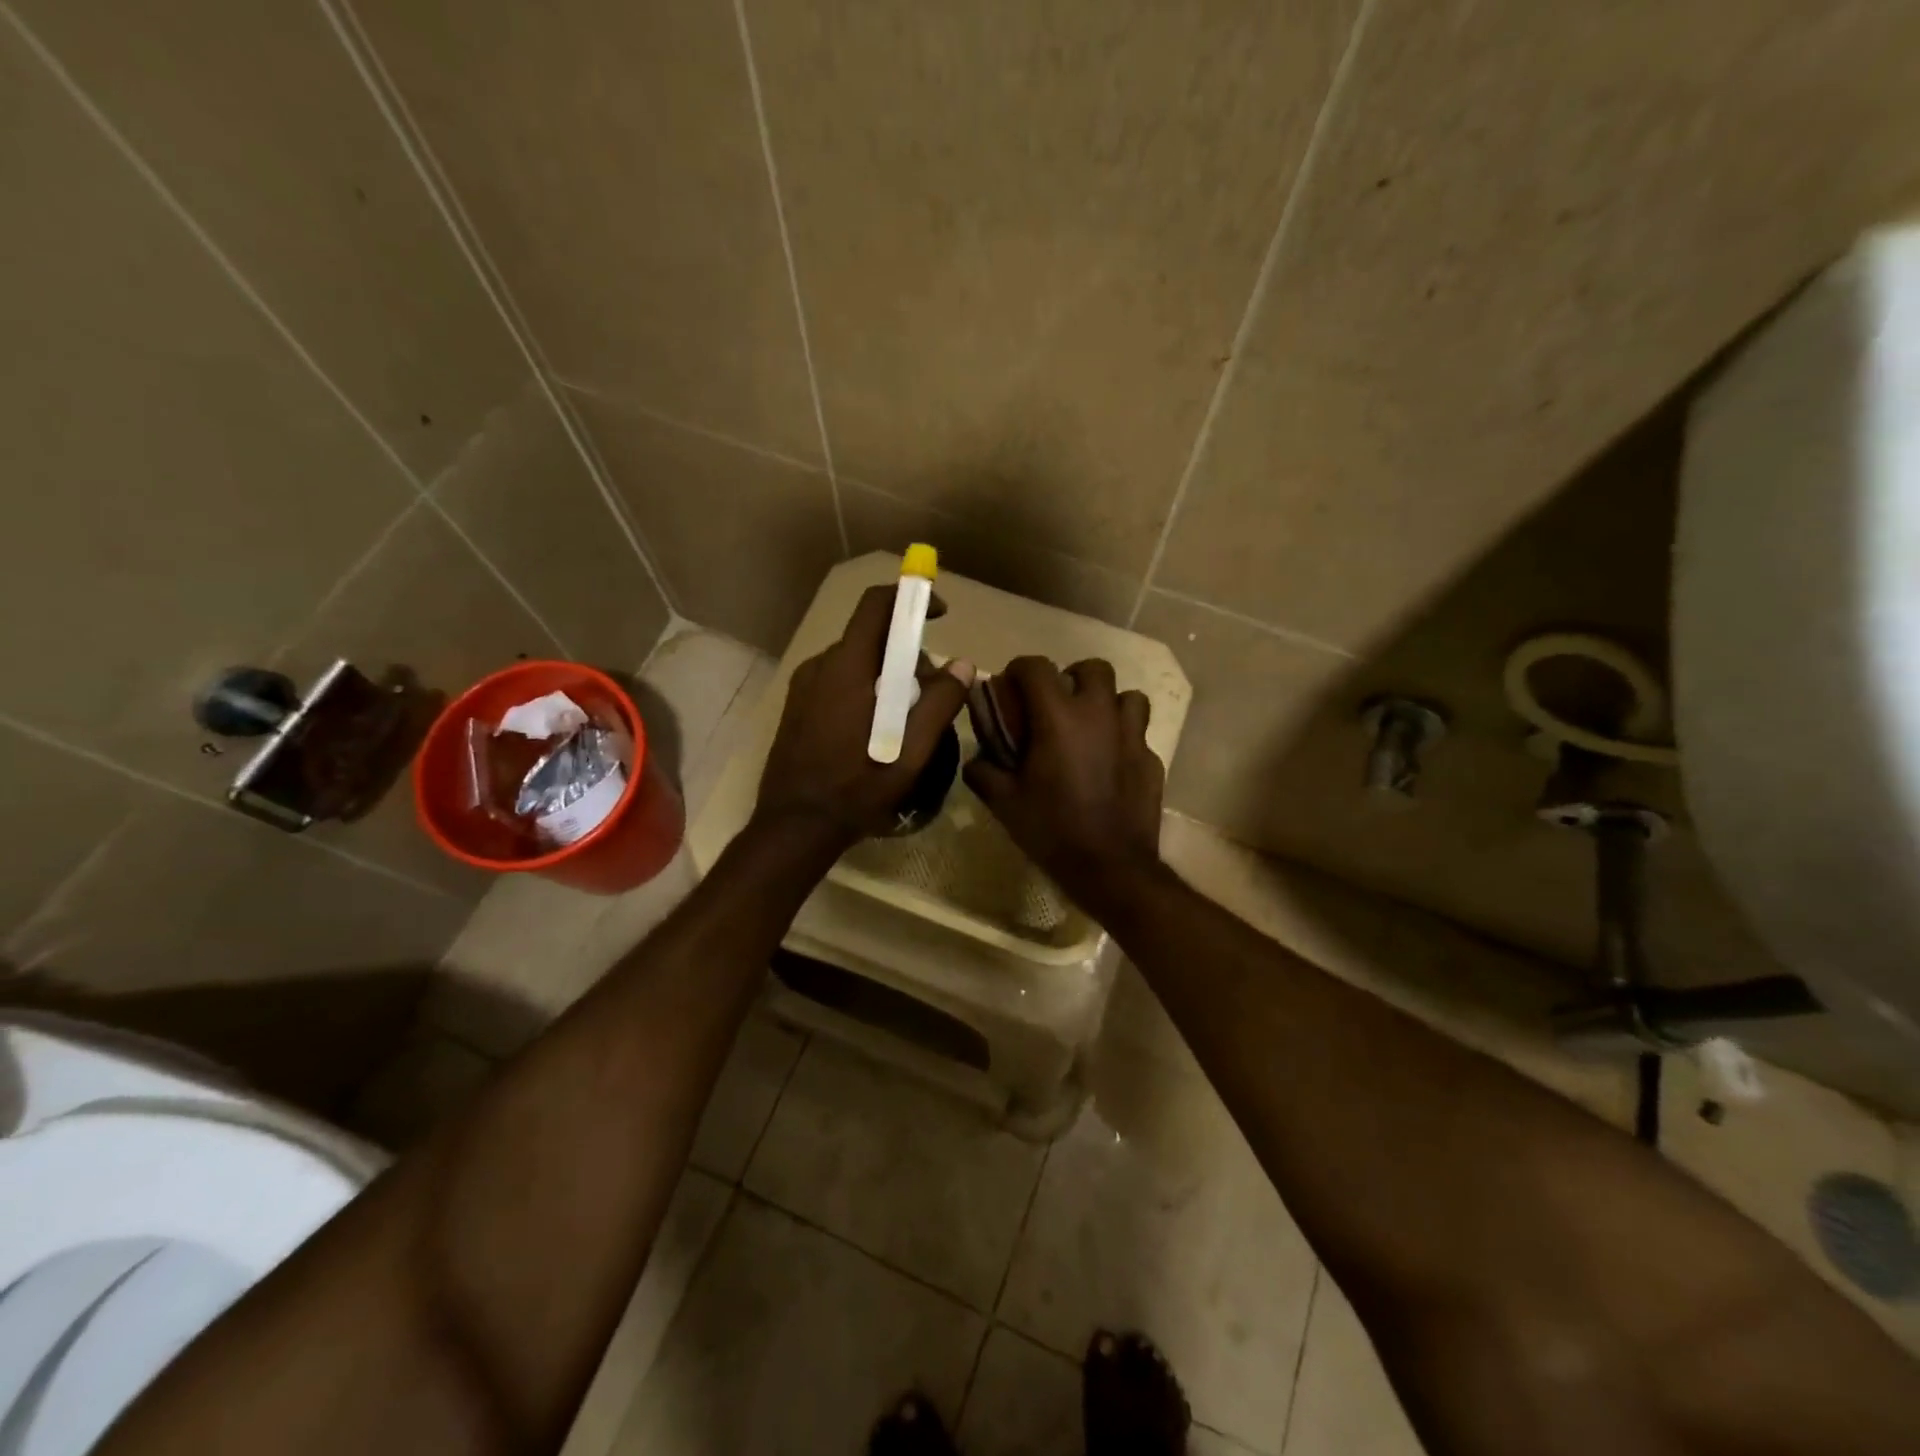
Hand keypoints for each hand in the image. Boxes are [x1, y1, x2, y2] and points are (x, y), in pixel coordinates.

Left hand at [752, 584, 973, 852]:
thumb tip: (963, 665)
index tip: (939, 613)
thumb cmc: (857, 788)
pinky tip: (875, 730)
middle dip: (906, 651)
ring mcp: (804, 686)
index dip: (910, 598)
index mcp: (847, 668)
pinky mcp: (797, 706)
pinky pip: (838, 681)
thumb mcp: (910, 753)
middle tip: (931, 690)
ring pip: (855, 661)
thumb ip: (939, 704)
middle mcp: (820, 666)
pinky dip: (864, 689)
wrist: (795, 825)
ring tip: (905, 717)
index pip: (876, 605)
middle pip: (870, 636)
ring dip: (886, 674)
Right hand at [963, 656, 1165, 920]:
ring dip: (1107, 703)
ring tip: (1091, 727)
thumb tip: (975, 758)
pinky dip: (1123, 739)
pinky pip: (1138, 734)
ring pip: (1127, 696)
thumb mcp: (1004, 802)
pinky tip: (1110, 764)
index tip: (1010, 688)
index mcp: (1059, 717)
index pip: (1036, 666)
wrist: (1110, 867)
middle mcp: (1100, 714)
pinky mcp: (1152, 759)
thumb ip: (983, 771)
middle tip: (1057, 704)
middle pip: (1093, 668)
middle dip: (1072, 678)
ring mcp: (1133, 736)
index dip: (1018, 670)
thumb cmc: (1051, 829)